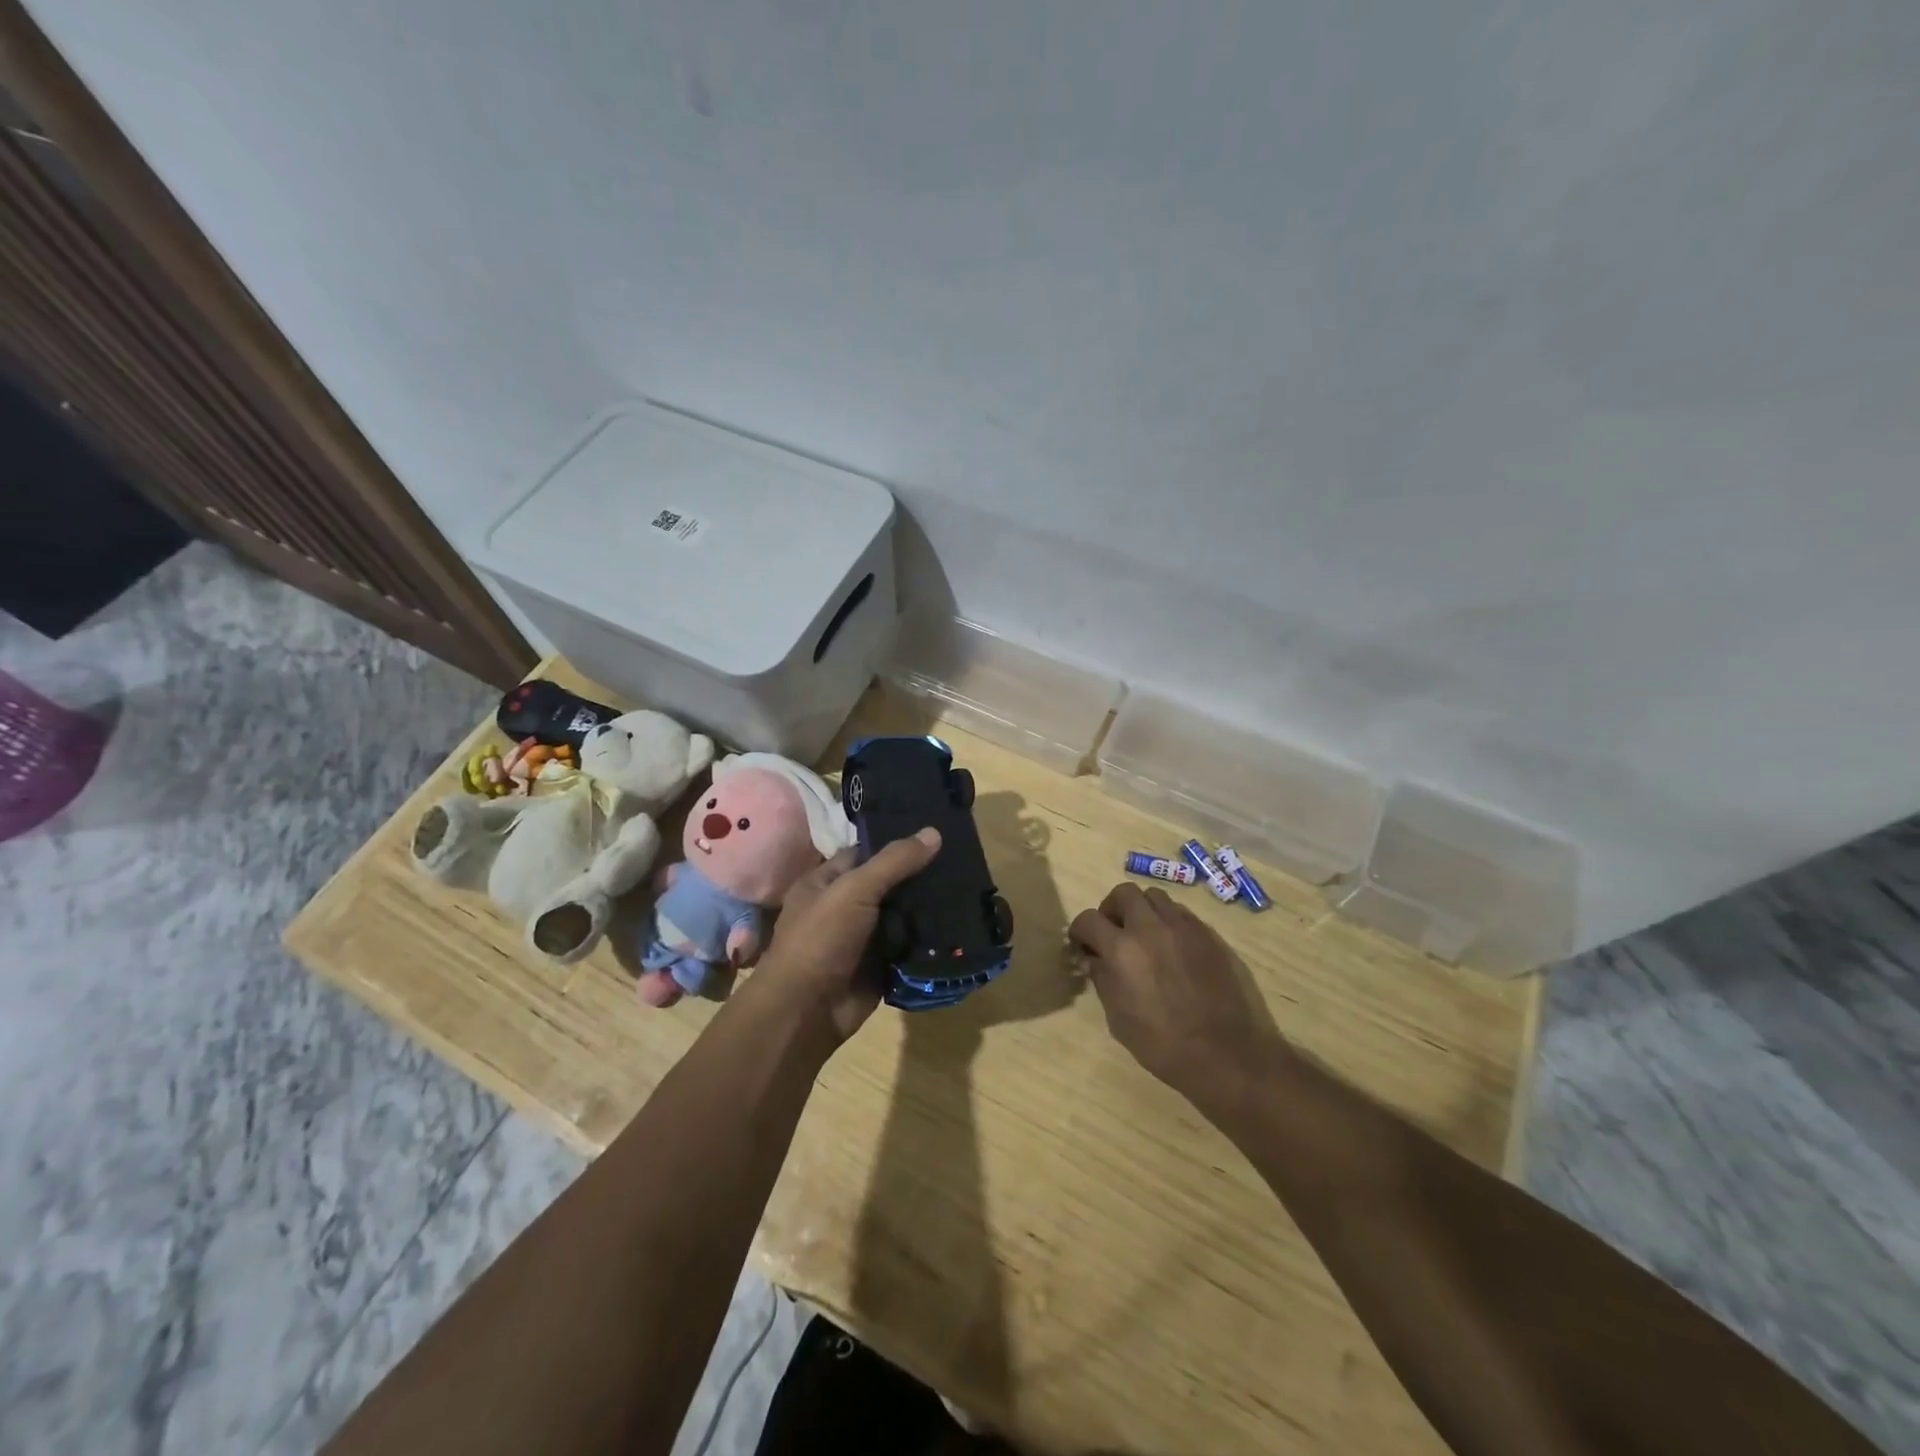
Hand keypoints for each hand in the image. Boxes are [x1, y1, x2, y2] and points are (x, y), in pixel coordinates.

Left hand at [751, 828, 942, 1046]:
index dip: (896, 843)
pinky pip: (909, 947)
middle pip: (888, 885)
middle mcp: (843, 907)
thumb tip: (934, 832)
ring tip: (969, 888)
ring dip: (927, 909)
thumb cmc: (820, 939)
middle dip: (919, 876)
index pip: (865, 853)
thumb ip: (894, 862)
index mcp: (825, 882)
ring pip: (902, 916)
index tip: (935, 833)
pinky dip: (928, 940)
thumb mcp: (854, 889)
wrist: (806, 1011)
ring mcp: (863, 939)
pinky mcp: (880, 966)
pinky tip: (959, 923)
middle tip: (962, 859)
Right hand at [1069, 882, 1288, 1107]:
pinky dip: (1169, 922)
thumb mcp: (1119, 1020)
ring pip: (1155, 897)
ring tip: (1145, 936)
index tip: (1083, 946)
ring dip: (1143, 910)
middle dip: (1112, 909)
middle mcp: (1151, 927)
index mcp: (1122, 949)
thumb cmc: (1164, 1046)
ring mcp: (1184, 927)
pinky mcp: (1210, 934)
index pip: (1088, 919)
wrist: (1229, 1056)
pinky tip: (1173, 948)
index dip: (1080, 931)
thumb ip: (1103, 980)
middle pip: (1123, 893)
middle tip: (1114, 932)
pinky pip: (1182, 914)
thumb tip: (1094, 960)